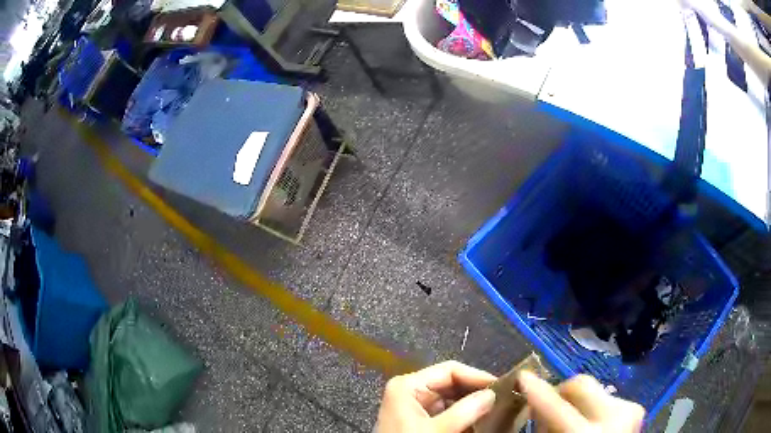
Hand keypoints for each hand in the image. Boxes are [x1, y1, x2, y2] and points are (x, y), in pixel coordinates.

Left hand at [374, 361, 496, 432]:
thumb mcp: (436, 430)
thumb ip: (465, 412)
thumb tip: (492, 395)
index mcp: (408, 385)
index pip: (450, 371)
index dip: (477, 376)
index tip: (501, 386)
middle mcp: (411, 390)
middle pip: (451, 384)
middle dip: (476, 392)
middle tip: (502, 398)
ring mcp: (415, 405)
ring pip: (451, 399)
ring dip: (472, 405)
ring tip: (494, 409)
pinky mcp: (420, 420)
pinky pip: (446, 412)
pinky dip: (463, 416)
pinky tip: (478, 421)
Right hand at [519, 371, 644, 432]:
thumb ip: (544, 426)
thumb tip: (534, 403)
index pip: (557, 408)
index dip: (537, 392)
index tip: (521, 376)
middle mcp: (615, 417)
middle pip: (580, 384)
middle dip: (558, 391)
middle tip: (544, 406)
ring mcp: (630, 409)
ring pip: (593, 388)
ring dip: (575, 400)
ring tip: (567, 418)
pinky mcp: (636, 408)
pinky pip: (605, 397)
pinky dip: (590, 406)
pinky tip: (586, 421)